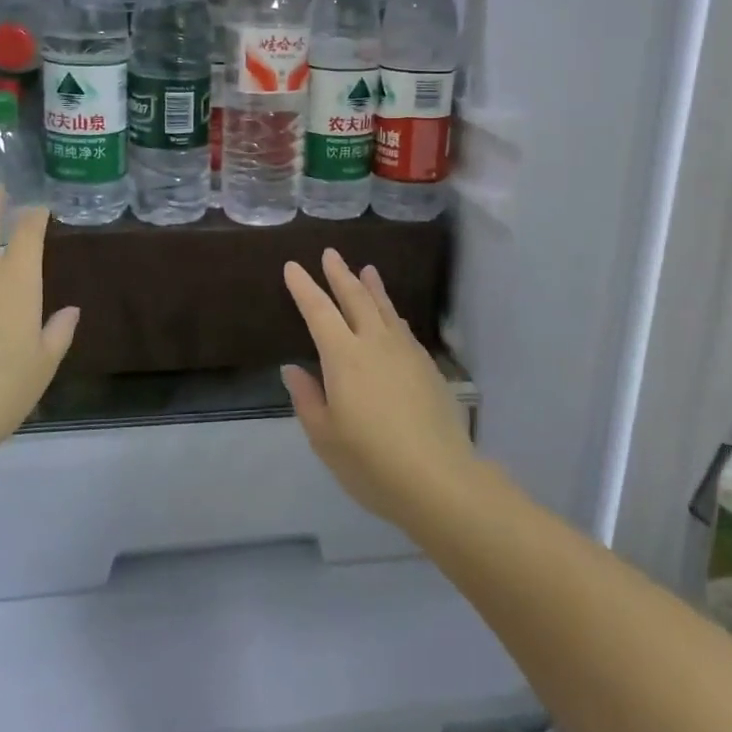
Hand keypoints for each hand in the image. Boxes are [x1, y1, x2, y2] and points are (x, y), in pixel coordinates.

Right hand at [282, 250, 480, 530]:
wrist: (438, 478)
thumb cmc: (371, 461)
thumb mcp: (325, 437)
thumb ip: (307, 398)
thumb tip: (293, 369)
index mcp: (343, 357)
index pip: (318, 311)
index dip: (304, 287)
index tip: (293, 267)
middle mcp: (375, 343)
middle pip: (355, 298)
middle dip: (340, 274)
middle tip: (330, 253)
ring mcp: (406, 352)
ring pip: (385, 308)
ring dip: (372, 287)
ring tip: (366, 269)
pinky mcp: (427, 367)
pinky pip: (403, 328)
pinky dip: (392, 314)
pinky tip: (393, 317)